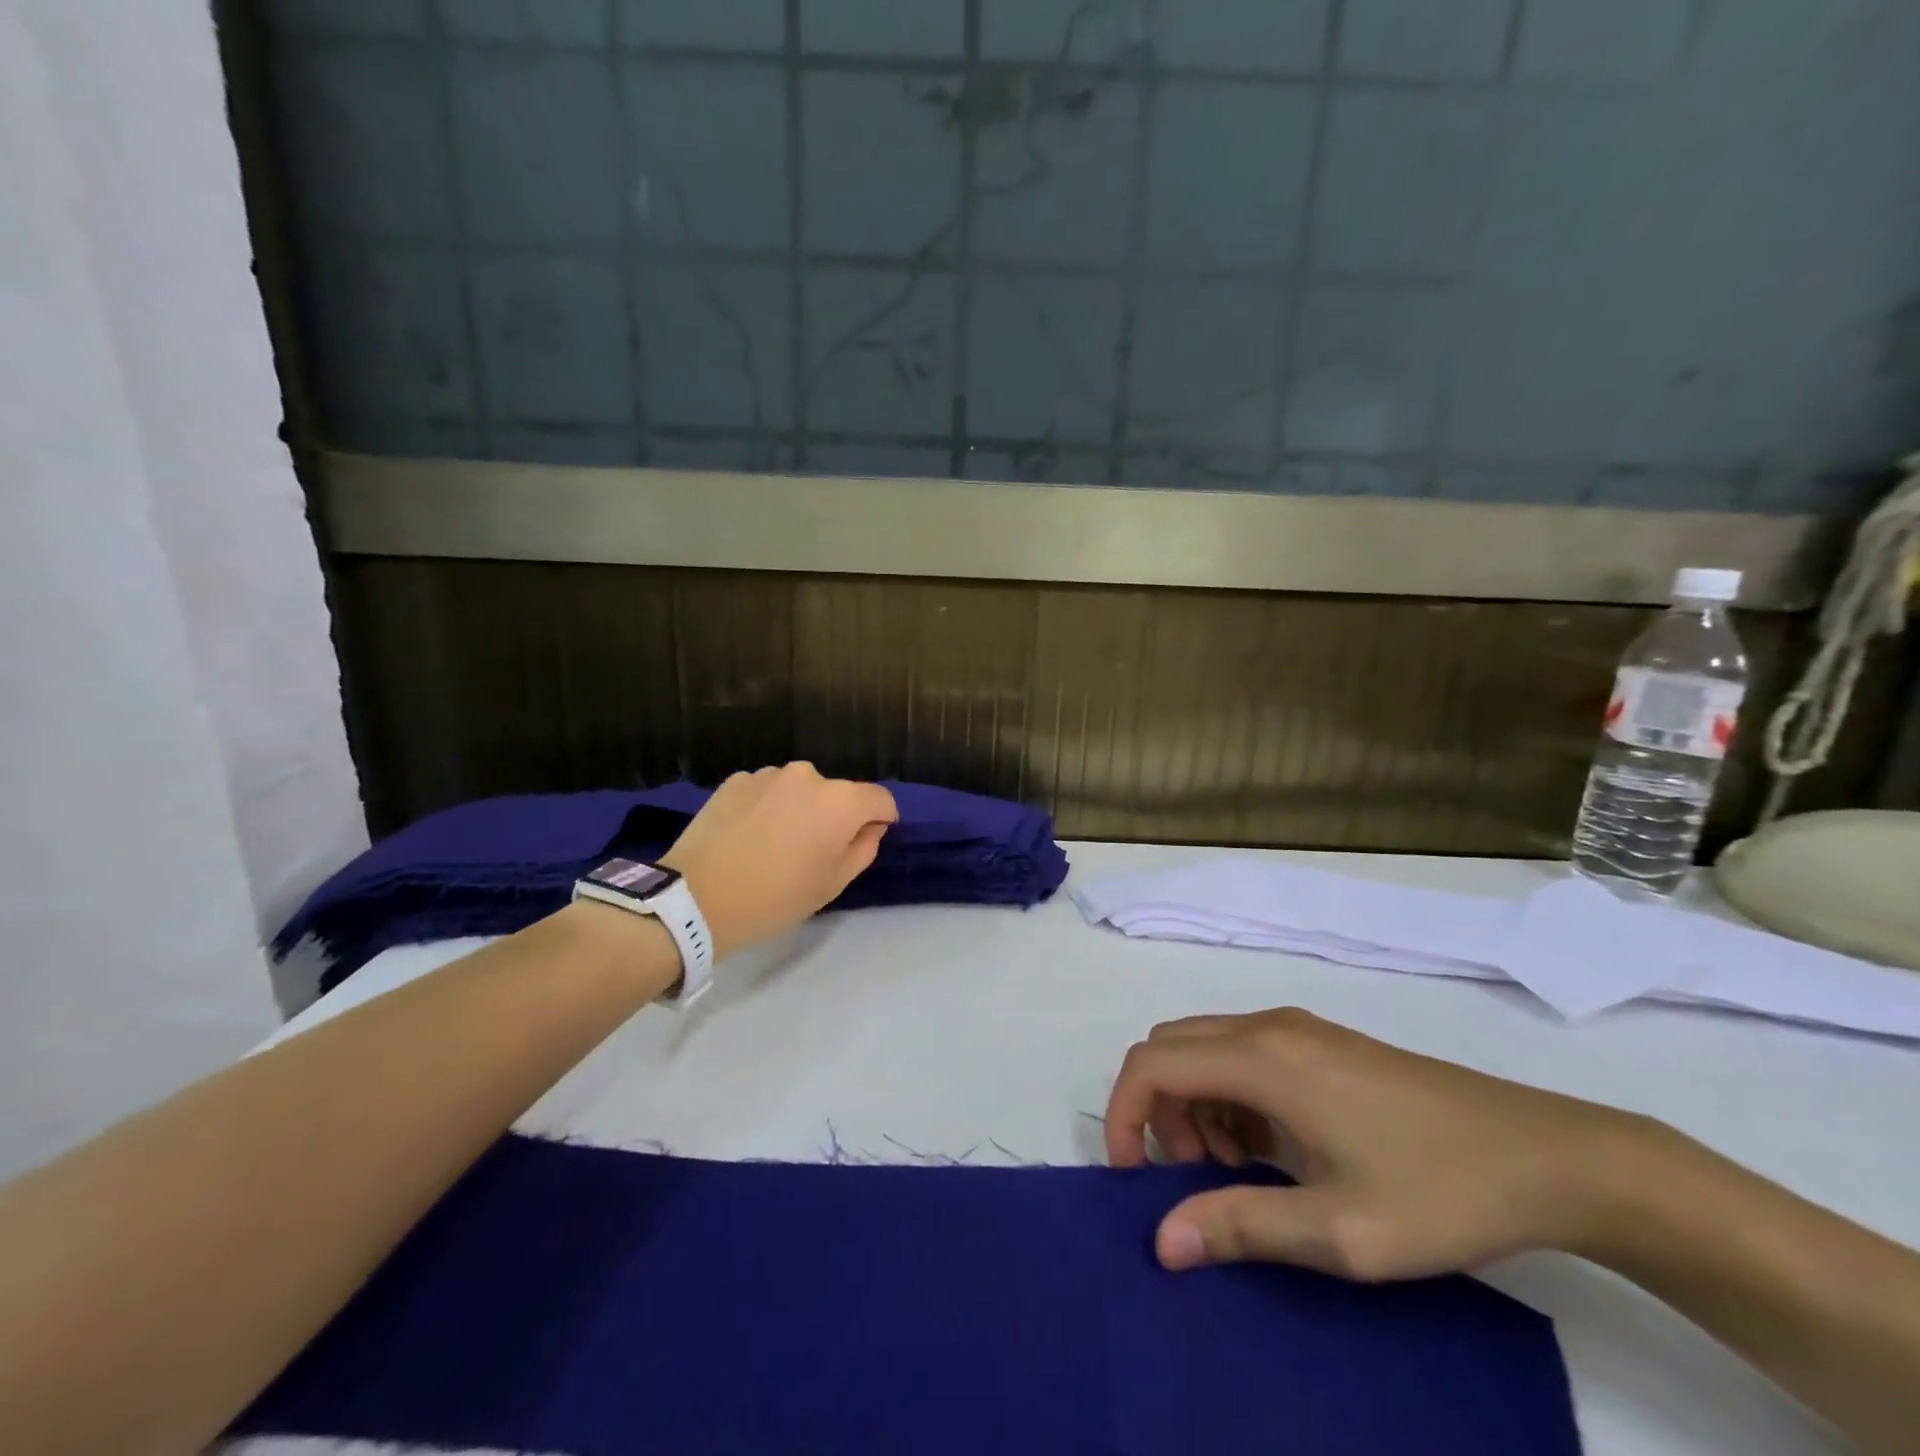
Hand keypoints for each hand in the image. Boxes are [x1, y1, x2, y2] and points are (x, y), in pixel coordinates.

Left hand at [659, 763, 896, 959]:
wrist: (697, 898)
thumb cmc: (776, 897)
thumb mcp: (832, 884)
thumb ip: (863, 849)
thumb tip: (869, 828)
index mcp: (841, 801)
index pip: (880, 799)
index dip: (881, 819)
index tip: (868, 839)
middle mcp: (808, 776)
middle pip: (837, 793)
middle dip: (834, 816)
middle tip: (813, 851)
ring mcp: (768, 774)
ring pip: (799, 790)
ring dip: (798, 809)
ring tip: (774, 844)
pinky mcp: (735, 780)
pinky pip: (766, 791)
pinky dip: (766, 807)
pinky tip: (747, 836)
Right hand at [1104, 1009, 1650, 1280]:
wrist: (1549, 1157)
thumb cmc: (1439, 1192)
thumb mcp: (1338, 1230)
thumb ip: (1241, 1226)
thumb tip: (1162, 1240)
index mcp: (1262, 1059)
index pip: (1152, 1064)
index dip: (1124, 1115)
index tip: (1135, 1178)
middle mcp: (1267, 1028)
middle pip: (1170, 1047)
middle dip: (1159, 1109)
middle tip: (1194, 1177)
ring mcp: (1297, 1029)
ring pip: (1203, 1047)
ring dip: (1194, 1103)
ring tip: (1240, 1170)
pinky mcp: (1321, 1042)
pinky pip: (1241, 1052)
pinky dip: (1228, 1094)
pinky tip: (1273, 1147)